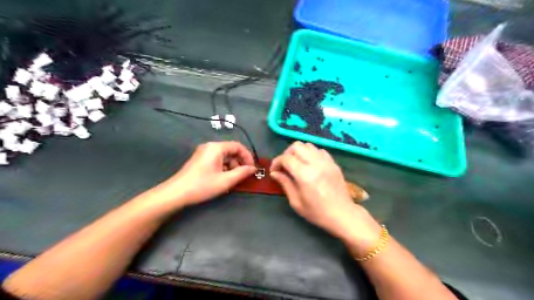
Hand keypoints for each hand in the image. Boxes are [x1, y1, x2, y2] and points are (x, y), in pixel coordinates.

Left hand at [154, 140, 255, 206]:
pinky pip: (217, 160)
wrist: (176, 193)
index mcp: (216, 148)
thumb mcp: (225, 181)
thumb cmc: (202, 185)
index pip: (238, 146)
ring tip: (234, 179)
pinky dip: (224, 168)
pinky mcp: (200, 160)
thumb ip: (242, 173)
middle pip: (231, 150)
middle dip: (240, 162)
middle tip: (244, 175)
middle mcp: (210, 147)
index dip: (248, 157)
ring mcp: (204, 153)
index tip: (252, 169)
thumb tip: (253, 169)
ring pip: (224, 156)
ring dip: (232, 166)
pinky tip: (224, 179)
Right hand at [272, 141, 379, 256]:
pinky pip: (319, 150)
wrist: (343, 215)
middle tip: (284, 166)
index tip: (274, 171)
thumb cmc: (317, 212)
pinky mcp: (333, 163)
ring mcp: (326, 161)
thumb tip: (274, 173)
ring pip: (308, 145)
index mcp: (305, 175)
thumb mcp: (296, 202)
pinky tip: (310, 165)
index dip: (276, 162)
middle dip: (286, 153)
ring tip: (296, 164)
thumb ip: (285, 184)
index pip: (286, 158)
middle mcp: (316, 163)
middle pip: (296, 146)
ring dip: (299, 152)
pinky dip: (311, 154)